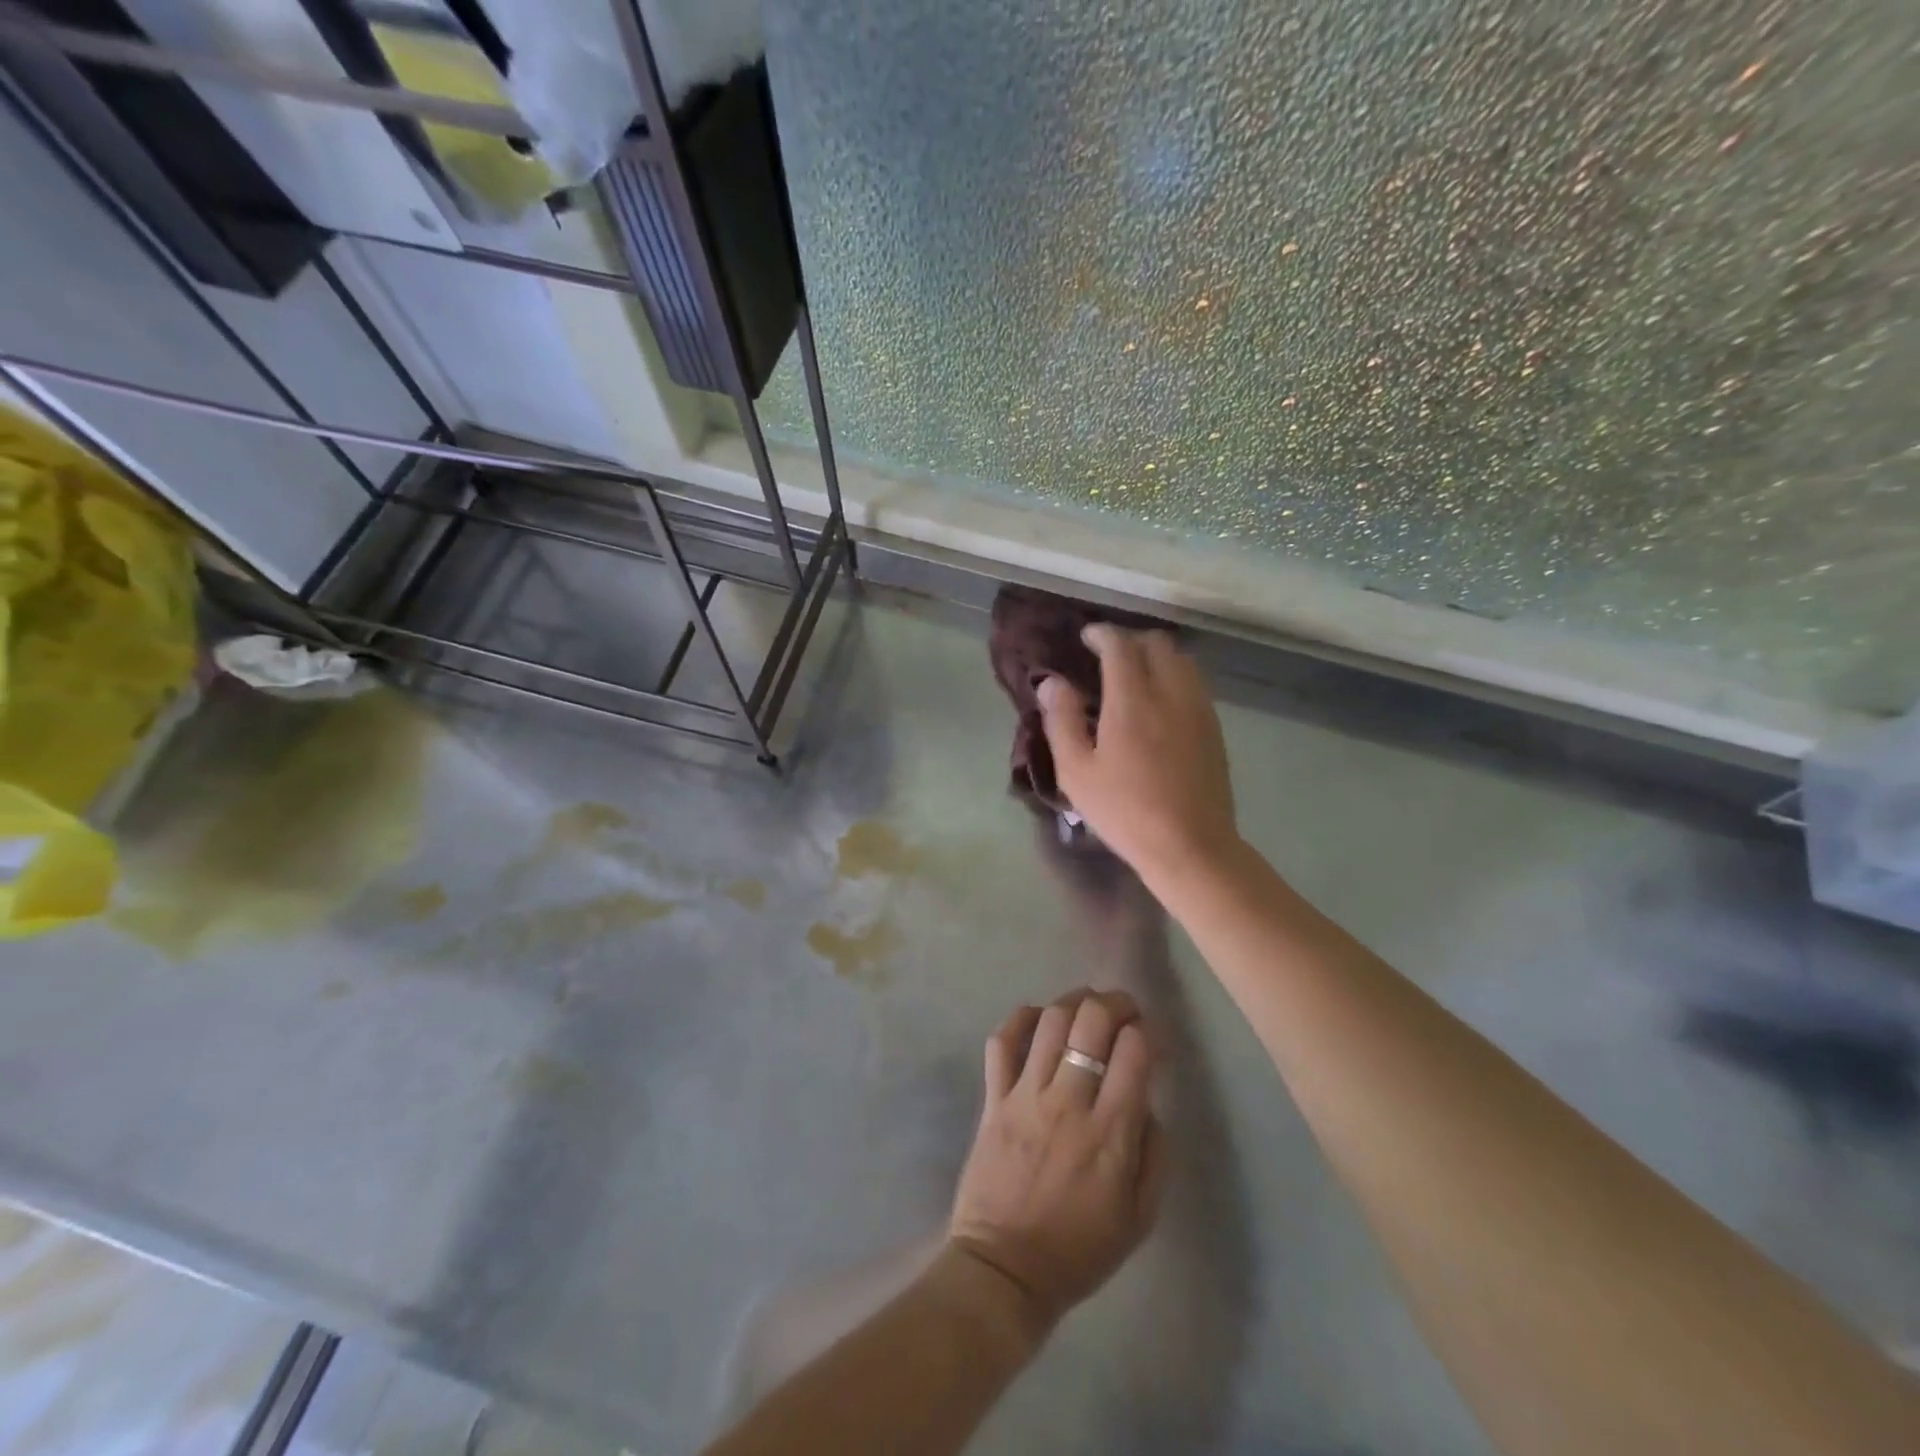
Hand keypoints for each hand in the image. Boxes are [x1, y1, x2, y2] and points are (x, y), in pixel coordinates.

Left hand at [948, 989, 1165, 1332]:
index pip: (1134, 1051)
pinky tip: (1037, 1018)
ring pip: (1050, 1020)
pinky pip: (1002, 1041)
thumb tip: (1147, 1102)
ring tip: (1085, 1006)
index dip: (1147, 1031)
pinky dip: (1020, 1018)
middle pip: (1092, 1021)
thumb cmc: (1078, 1250)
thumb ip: (1154, 1154)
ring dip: (1073, 1001)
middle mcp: (1068, 1101)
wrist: (1004, 1270)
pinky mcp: (993, 1098)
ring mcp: (1025, 1095)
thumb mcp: (1140, 1218)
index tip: (1150, 1038)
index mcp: (1110, 1133)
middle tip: (1123, 1010)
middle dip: (1115, 1002)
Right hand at [1038, 626, 1237, 885]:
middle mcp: (1171, 693)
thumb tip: (1052, 682)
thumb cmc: (1125, 811)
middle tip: (1107, 656)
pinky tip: (1159, 703)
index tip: (1086, 637)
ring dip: (1156, 656)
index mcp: (1132, 700)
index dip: (1102, 633)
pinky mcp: (1214, 728)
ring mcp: (1199, 709)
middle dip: (1130, 640)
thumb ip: (1061, 719)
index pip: (1120, 645)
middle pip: (1157, 643)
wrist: (1191, 845)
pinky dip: (1174, 676)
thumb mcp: (1076, 771)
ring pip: (1181, 660)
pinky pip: (1195, 683)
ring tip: (1134, 676)